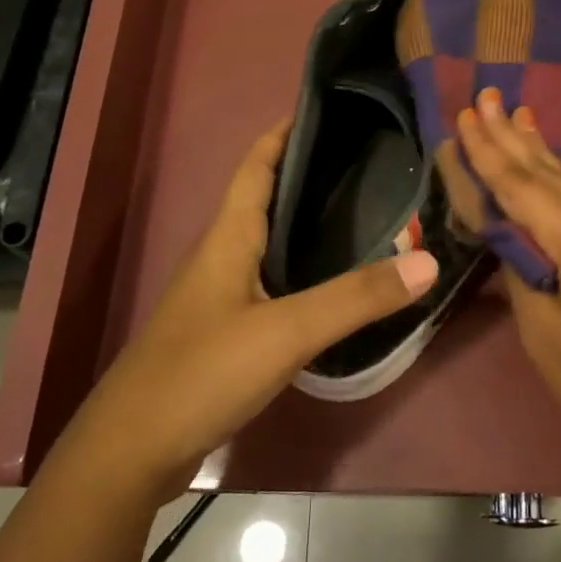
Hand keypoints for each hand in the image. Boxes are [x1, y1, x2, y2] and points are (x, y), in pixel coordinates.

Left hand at [67, 120, 437, 492]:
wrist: (131, 452)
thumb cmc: (202, 373)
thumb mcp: (286, 332)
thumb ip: (357, 297)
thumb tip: (429, 261)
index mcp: (227, 238)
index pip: (255, 166)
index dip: (283, 134)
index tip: (324, 109)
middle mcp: (220, 257)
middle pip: (263, 200)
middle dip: (306, 175)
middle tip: (365, 163)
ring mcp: (217, 297)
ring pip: (267, 243)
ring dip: (304, 224)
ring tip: (359, 214)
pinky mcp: (222, 333)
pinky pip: (268, 283)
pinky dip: (301, 270)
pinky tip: (329, 285)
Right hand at [457, 91, 560, 466]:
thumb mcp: (545, 336)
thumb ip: (523, 275)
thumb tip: (510, 238)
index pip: (522, 186)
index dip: (489, 152)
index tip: (466, 115)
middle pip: (549, 172)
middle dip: (512, 135)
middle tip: (487, 94)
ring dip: (539, 150)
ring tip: (519, 114)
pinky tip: (554, 171)